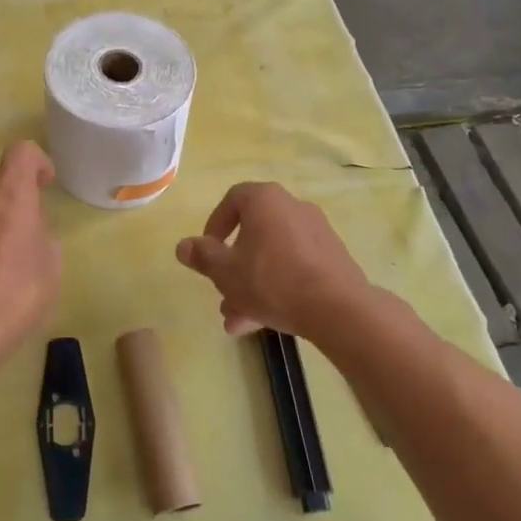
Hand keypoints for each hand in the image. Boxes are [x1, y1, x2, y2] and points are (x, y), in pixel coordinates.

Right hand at [175, 182, 370, 344]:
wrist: (337, 308)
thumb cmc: (271, 280)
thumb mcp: (225, 271)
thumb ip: (202, 256)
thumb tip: (183, 246)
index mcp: (265, 200)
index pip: (232, 200)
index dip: (215, 225)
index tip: (208, 252)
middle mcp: (292, 207)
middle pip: (253, 234)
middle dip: (233, 267)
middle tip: (222, 293)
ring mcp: (316, 233)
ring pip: (272, 256)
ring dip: (252, 285)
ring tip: (238, 320)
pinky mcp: (332, 258)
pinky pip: (295, 266)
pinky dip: (277, 287)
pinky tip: (265, 321)